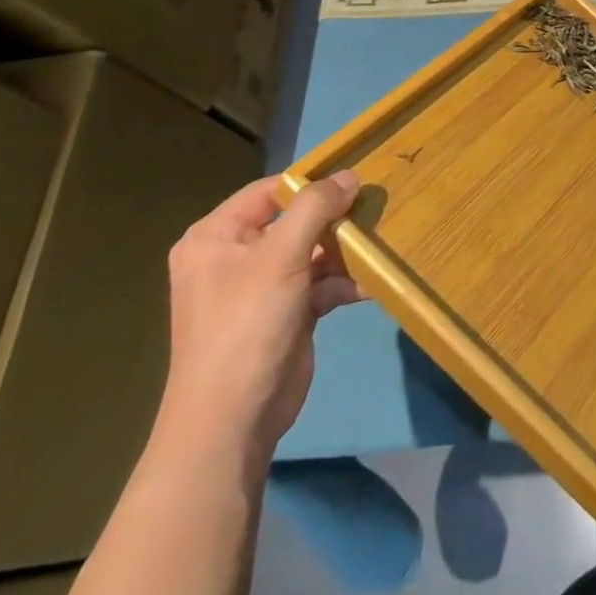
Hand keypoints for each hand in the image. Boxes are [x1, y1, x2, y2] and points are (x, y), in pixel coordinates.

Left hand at [157, 171, 363, 465]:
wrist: (233, 419)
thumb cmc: (247, 324)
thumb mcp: (281, 256)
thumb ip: (316, 208)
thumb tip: (349, 175)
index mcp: (216, 237)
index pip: (270, 191)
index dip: (312, 183)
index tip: (357, 180)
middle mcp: (235, 256)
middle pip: (296, 220)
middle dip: (336, 219)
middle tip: (376, 210)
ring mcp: (262, 287)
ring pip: (313, 251)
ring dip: (346, 251)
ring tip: (379, 245)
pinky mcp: (286, 312)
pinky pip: (320, 283)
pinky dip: (343, 282)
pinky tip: (370, 284)